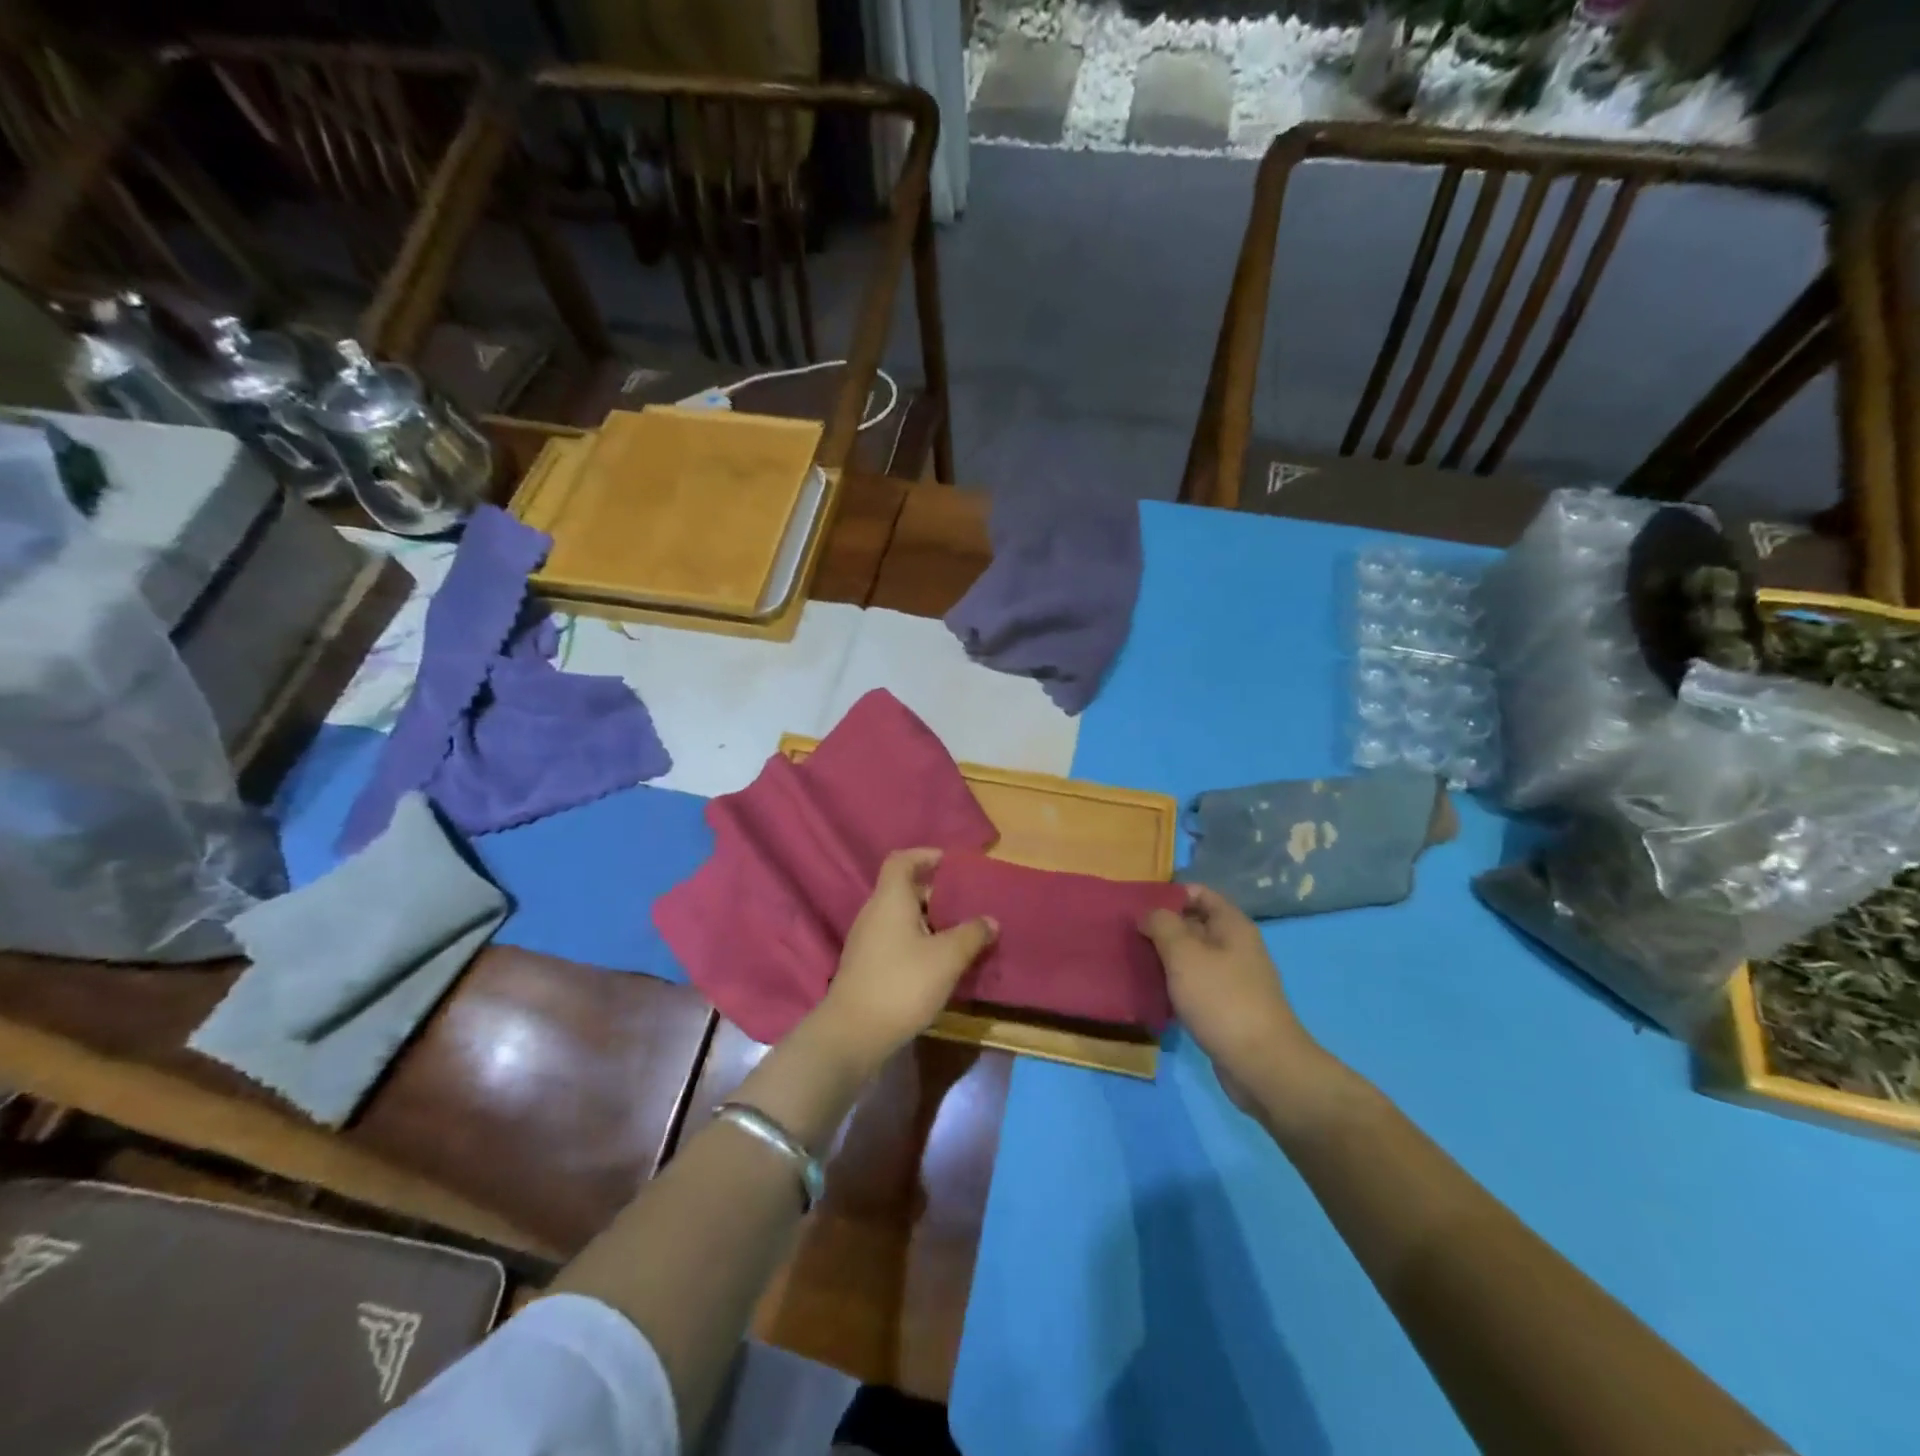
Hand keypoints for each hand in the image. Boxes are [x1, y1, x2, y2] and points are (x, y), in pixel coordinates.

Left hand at [816, 849, 996, 1070]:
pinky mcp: (866, 966)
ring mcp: (866, 941)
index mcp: (890, 899)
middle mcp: (874, 913)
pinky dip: (917, 941)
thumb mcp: (946, 958)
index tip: (950, 862)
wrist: (853, 1034)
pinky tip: (938, 963)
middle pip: (903, 889)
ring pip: (900, 917)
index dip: (925, 855)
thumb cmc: (902, 984)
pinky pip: (895, 939)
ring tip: (958, 934)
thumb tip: (990, 920)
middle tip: (965, 903)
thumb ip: (971, 935)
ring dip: (928, 920)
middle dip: (935, 893)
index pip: (902, 860)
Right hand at [1141, 886, 1320, 1112]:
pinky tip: (1152, 992)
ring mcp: (1234, 979)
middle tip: (1127, 934)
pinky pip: (1196, 985)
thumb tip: (1148, 914)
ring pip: (1193, 957)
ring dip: (1165, 957)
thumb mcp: (1184, 954)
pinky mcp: (1227, 1008)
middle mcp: (1236, 946)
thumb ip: (1162, 925)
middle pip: (1194, 924)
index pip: (1198, 893)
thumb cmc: (1222, 1000)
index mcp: (1232, 925)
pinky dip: (1175, 985)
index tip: (1137, 905)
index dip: (1168, 894)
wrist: (1262, 1065)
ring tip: (1133, 961)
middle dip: (1162, 927)